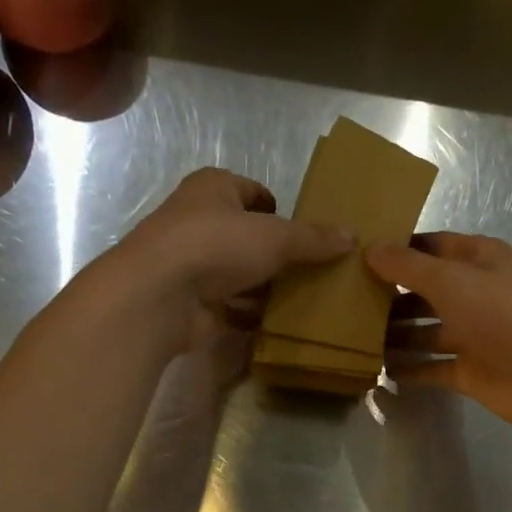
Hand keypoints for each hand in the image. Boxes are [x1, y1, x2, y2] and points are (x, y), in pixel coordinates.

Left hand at [94, 168, 352, 350]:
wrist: (159, 296)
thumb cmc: (216, 245)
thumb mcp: (275, 236)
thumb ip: (313, 238)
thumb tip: (352, 236)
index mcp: (213, 189)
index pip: (251, 191)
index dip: (276, 206)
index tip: (304, 228)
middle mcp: (199, 221)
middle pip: (247, 235)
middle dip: (277, 252)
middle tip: (313, 267)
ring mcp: (193, 264)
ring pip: (239, 272)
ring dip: (266, 286)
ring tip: (305, 297)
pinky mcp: (192, 300)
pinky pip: (231, 305)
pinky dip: (252, 312)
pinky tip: (279, 322)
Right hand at [366, 232, 511, 435]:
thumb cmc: (500, 314)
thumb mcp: (450, 279)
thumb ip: (408, 266)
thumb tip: (371, 249)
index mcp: (479, 260)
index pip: (432, 246)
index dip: (399, 249)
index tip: (358, 254)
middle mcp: (475, 294)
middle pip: (426, 291)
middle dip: (391, 295)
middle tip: (345, 300)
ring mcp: (473, 334)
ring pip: (426, 331)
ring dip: (395, 334)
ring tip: (353, 336)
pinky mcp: (470, 371)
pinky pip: (432, 367)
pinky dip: (410, 369)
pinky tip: (377, 370)